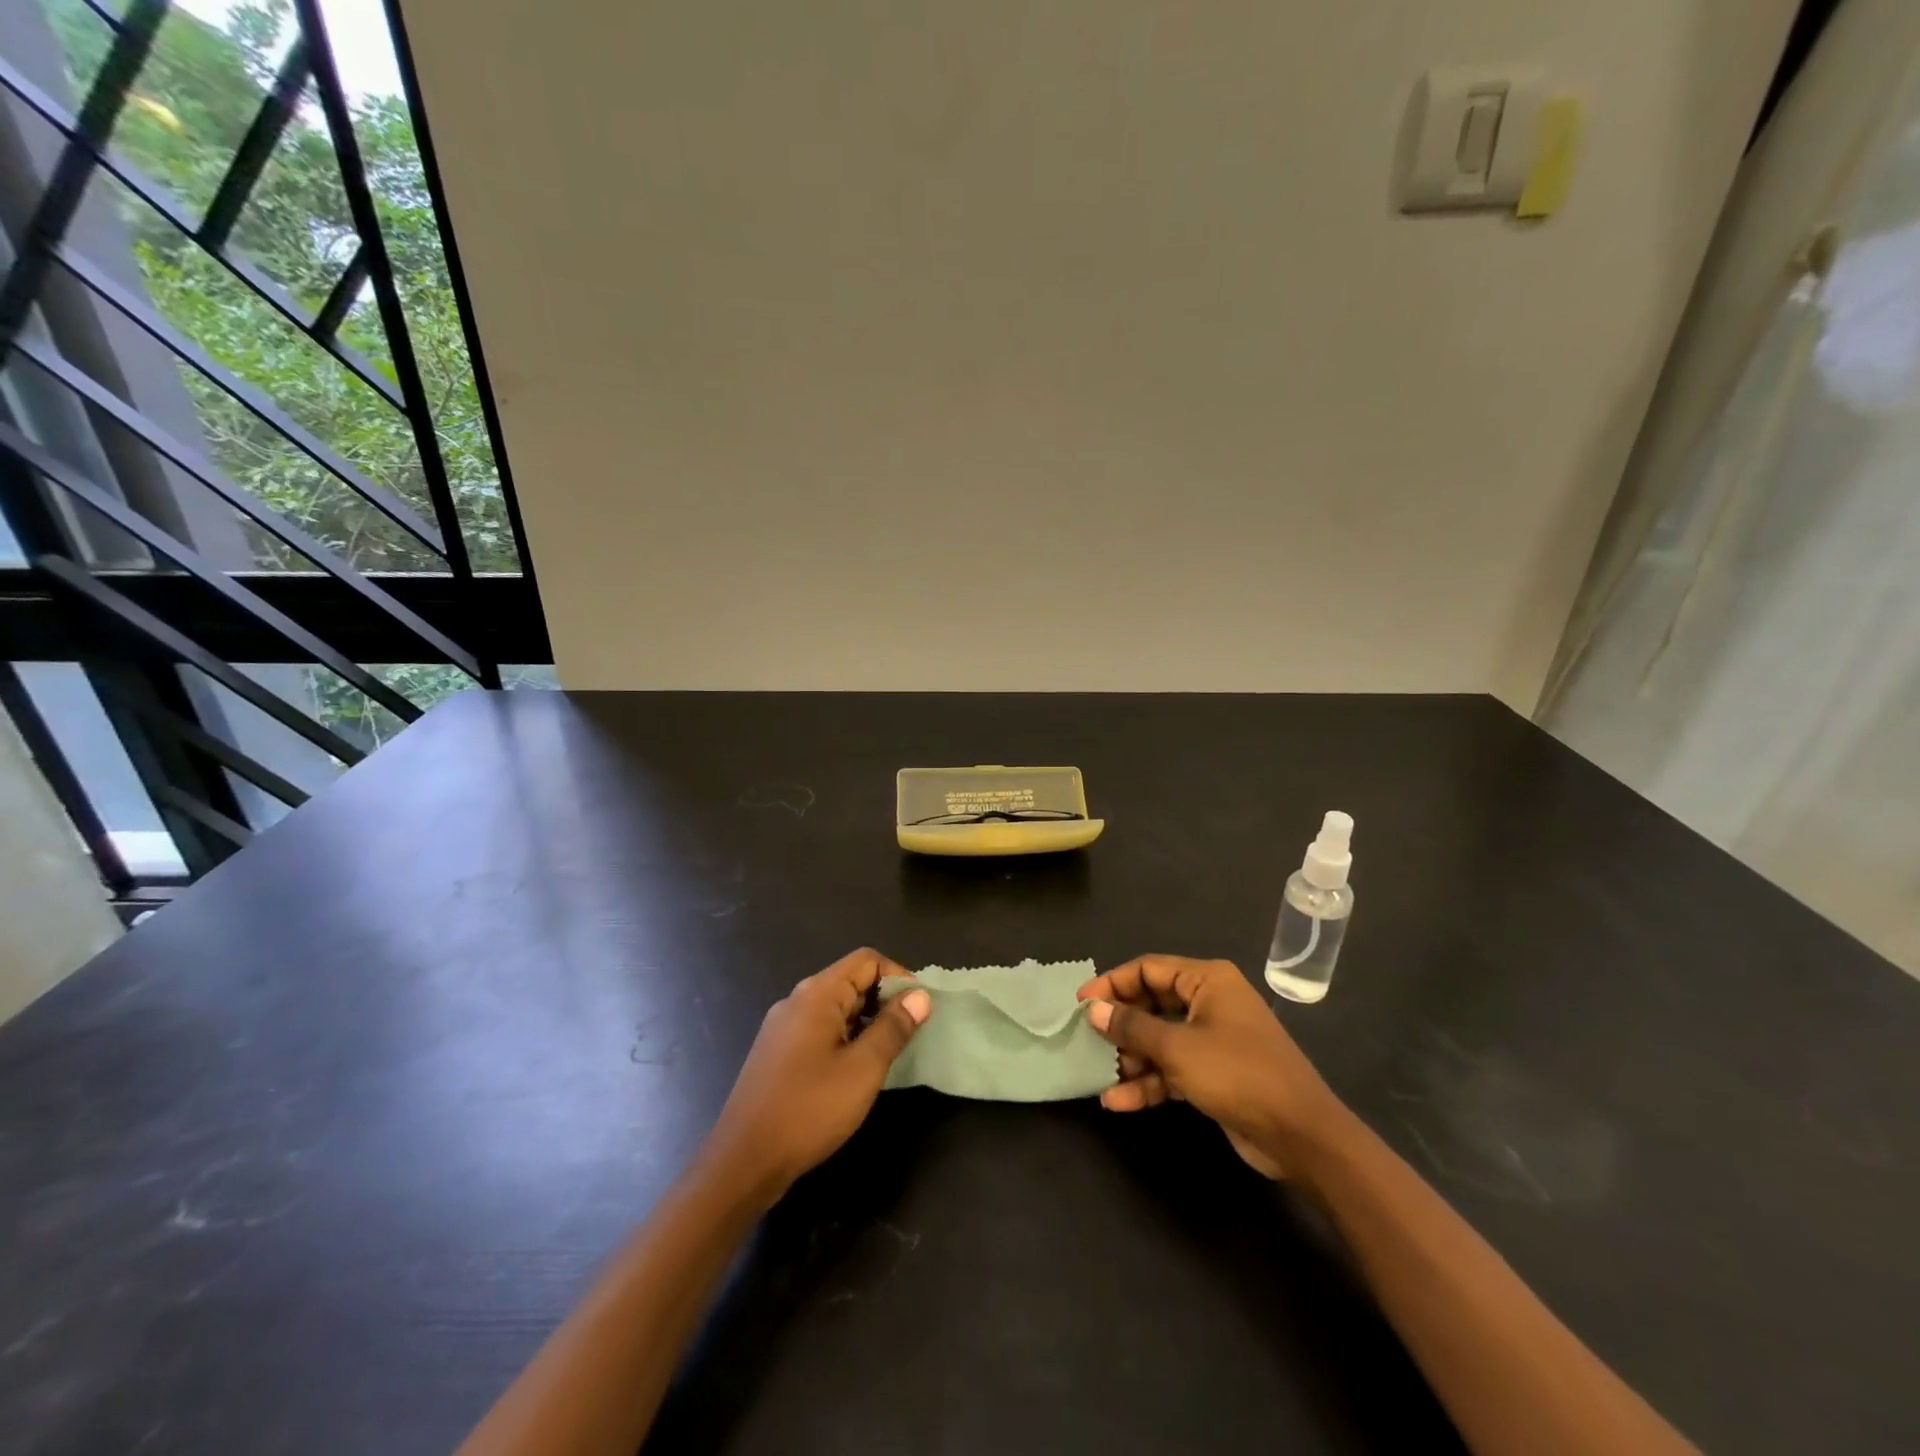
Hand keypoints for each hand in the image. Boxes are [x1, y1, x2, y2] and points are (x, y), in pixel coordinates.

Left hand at [705, 948, 930, 1203]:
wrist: (743, 1162)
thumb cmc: (809, 1109)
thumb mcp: (863, 1069)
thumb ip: (893, 1027)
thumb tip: (920, 995)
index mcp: (817, 994)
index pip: (866, 960)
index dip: (899, 977)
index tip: (920, 1009)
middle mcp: (797, 1000)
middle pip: (851, 980)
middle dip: (885, 1000)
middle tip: (910, 1034)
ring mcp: (783, 1027)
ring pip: (836, 1008)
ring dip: (867, 1022)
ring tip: (889, 1054)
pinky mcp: (777, 1052)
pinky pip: (820, 1029)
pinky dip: (845, 1038)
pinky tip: (856, 1071)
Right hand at [1077, 955, 1342, 1178]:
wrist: (1301, 1137)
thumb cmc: (1238, 1074)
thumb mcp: (1178, 1048)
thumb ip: (1132, 1027)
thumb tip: (1093, 1009)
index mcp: (1207, 980)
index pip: (1148, 969)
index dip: (1112, 983)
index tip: (1082, 1004)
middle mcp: (1210, 1002)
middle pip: (1152, 1004)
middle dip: (1121, 1025)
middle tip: (1087, 1041)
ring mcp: (1213, 1039)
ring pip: (1160, 1039)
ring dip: (1132, 1058)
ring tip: (1101, 1076)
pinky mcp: (1214, 1073)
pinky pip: (1173, 1069)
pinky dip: (1149, 1083)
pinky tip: (1119, 1101)